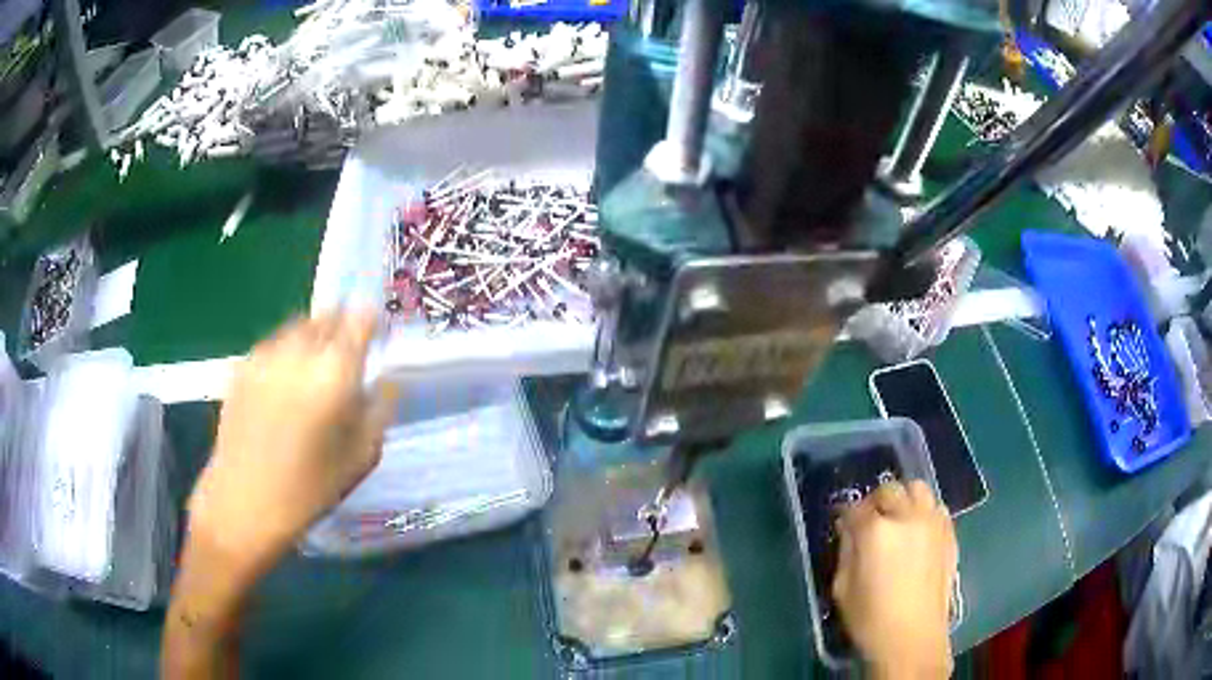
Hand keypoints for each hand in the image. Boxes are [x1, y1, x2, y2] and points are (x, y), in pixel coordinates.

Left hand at [187, 311, 397, 576]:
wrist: (243, 502)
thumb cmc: (309, 490)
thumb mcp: (360, 459)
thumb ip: (378, 411)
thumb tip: (384, 382)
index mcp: (334, 372)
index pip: (359, 319)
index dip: (371, 323)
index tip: (375, 337)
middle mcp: (299, 351)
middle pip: (328, 317)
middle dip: (341, 329)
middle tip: (346, 357)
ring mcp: (265, 355)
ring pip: (298, 327)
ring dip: (313, 338)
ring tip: (314, 370)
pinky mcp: (242, 366)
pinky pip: (273, 344)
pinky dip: (287, 353)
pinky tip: (285, 385)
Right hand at [832, 480, 957, 678]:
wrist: (913, 639)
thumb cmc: (870, 620)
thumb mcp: (842, 588)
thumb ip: (846, 551)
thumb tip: (849, 530)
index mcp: (876, 531)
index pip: (856, 507)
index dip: (845, 514)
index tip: (842, 523)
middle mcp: (907, 517)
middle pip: (889, 490)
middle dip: (875, 502)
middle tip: (869, 521)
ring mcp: (933, 523)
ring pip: (918, 489)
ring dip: (904, 499)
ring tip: (898, 520)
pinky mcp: (949, 534)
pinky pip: (937, 508)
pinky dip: (924, 512)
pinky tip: (918, 533)